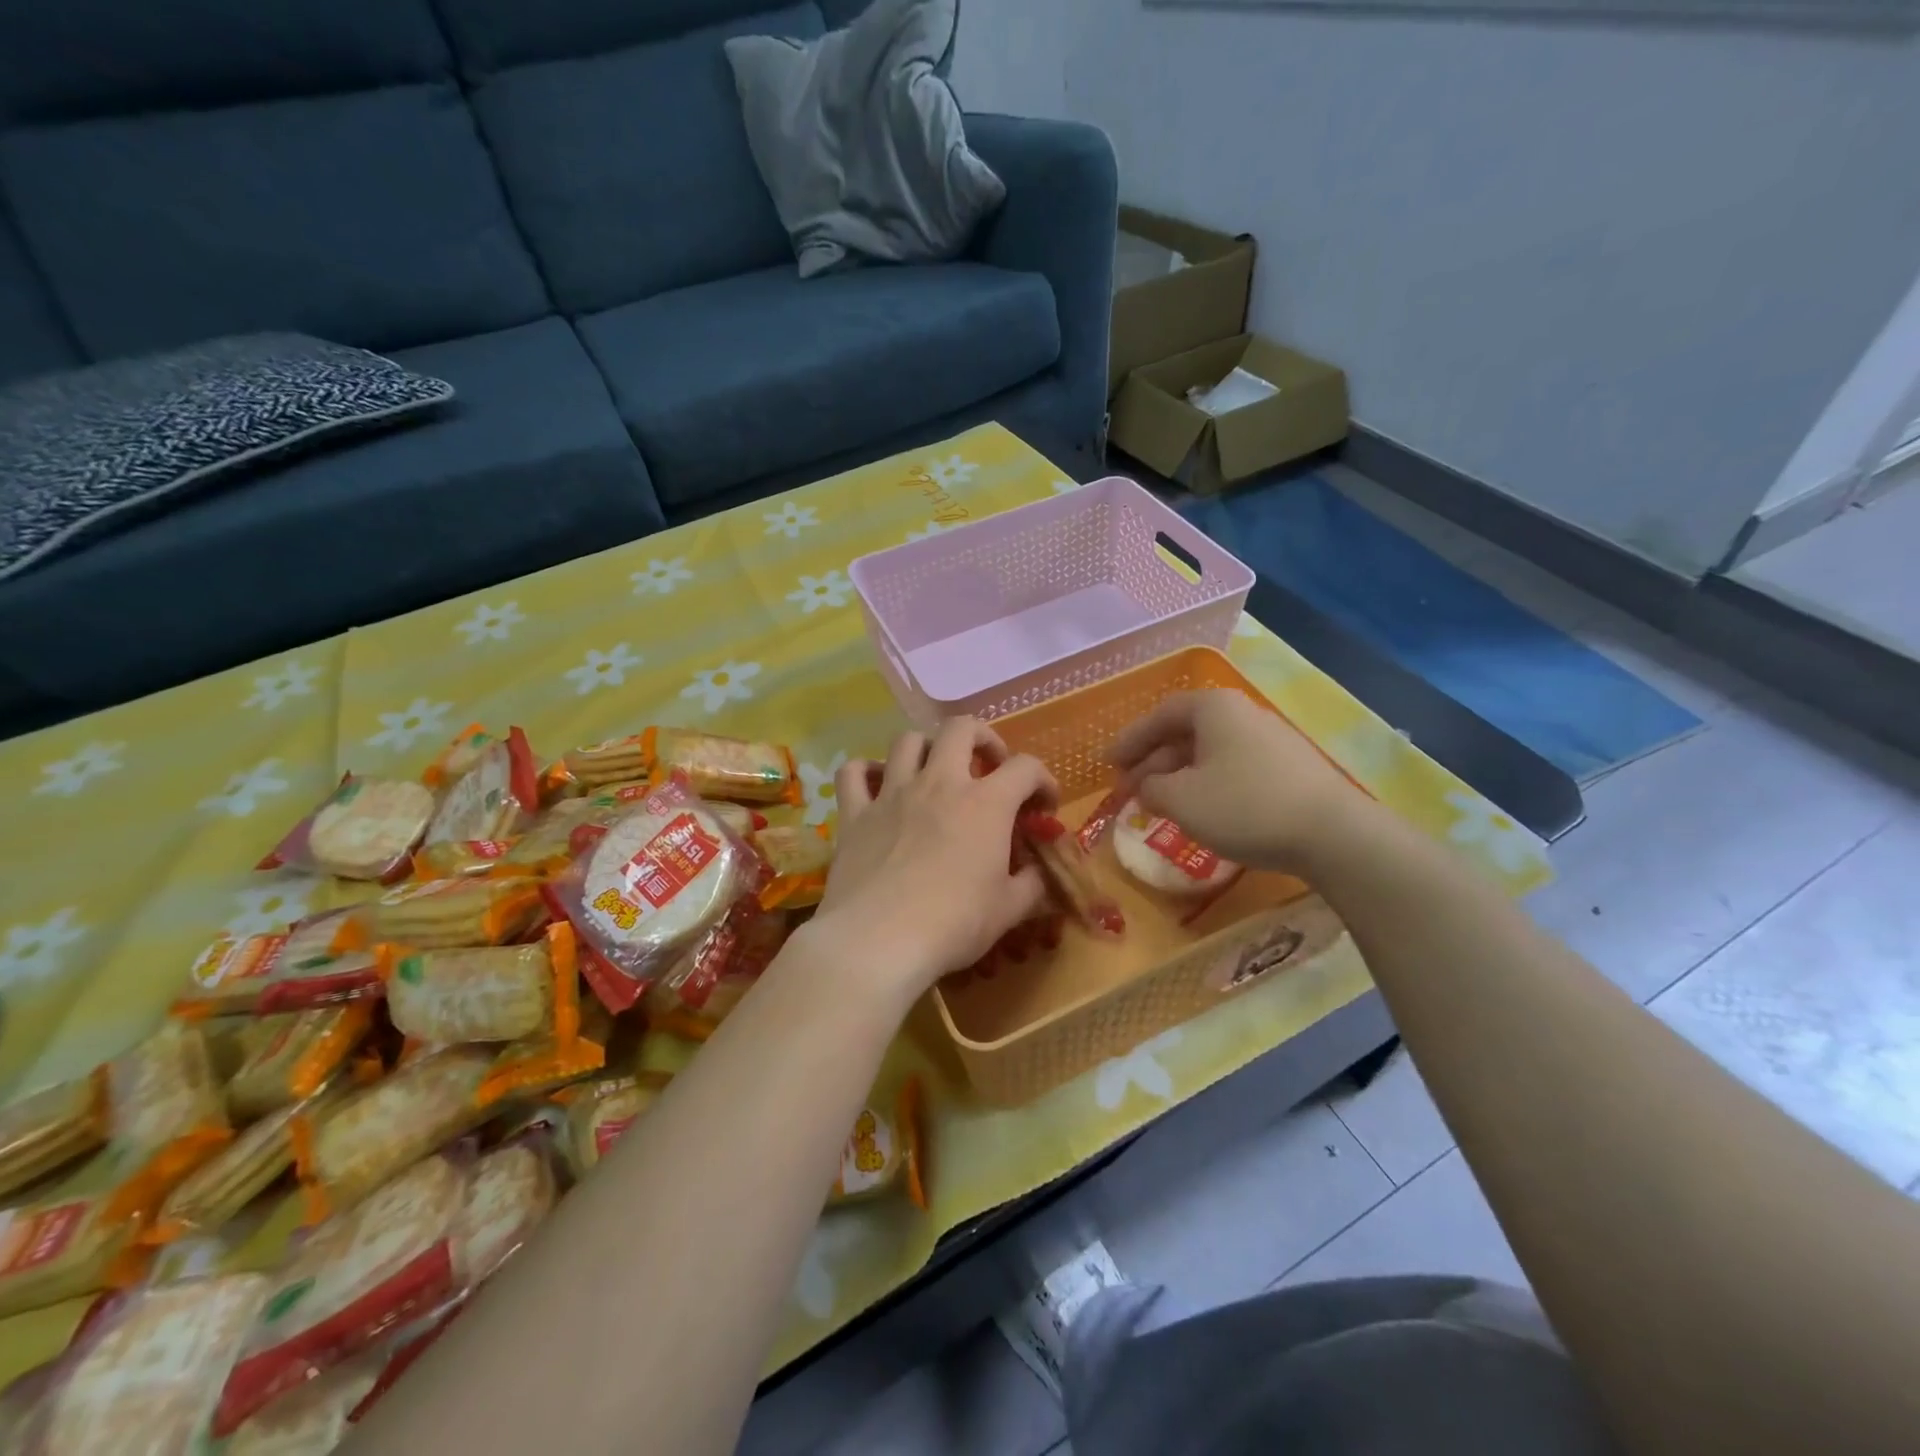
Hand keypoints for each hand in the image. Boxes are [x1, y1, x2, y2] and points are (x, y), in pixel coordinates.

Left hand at [812, 718, 1057, 996]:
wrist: (879, 940)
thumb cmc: (954, 924)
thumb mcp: (1009, 910)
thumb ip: (1031, 884)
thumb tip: (1039, 874)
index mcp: (985, 803)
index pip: (1026, 768)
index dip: (1043, 780)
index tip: (1043, 806)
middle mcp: (939, 783)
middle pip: (961, 729)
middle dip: (983, 738)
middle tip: (989, 765)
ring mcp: (892, 794)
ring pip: (907, 741)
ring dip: (926, 747)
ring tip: (934, 771)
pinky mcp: (855, 813)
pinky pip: (853, 773)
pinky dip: (865, 771)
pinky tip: (876, 783)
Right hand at [1110, 690, 1368, 873]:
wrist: (1332, 833)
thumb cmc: (1244, 806)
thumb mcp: (1181, 800)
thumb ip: (1150, 788)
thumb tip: (1145, 786)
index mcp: (1213, 708)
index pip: (1159, 715)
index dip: (1129, 740)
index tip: (1108, 764)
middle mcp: (1241, 714)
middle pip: (1184, 733)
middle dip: (1152, 762)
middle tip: (1128, 790)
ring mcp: (1269, 739)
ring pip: (1209, 752)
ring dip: (1178, 776)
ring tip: (1159, 804)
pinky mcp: (1288, 768)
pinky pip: (1232, 767)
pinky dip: (1206, 784)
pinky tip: (1201, 811)